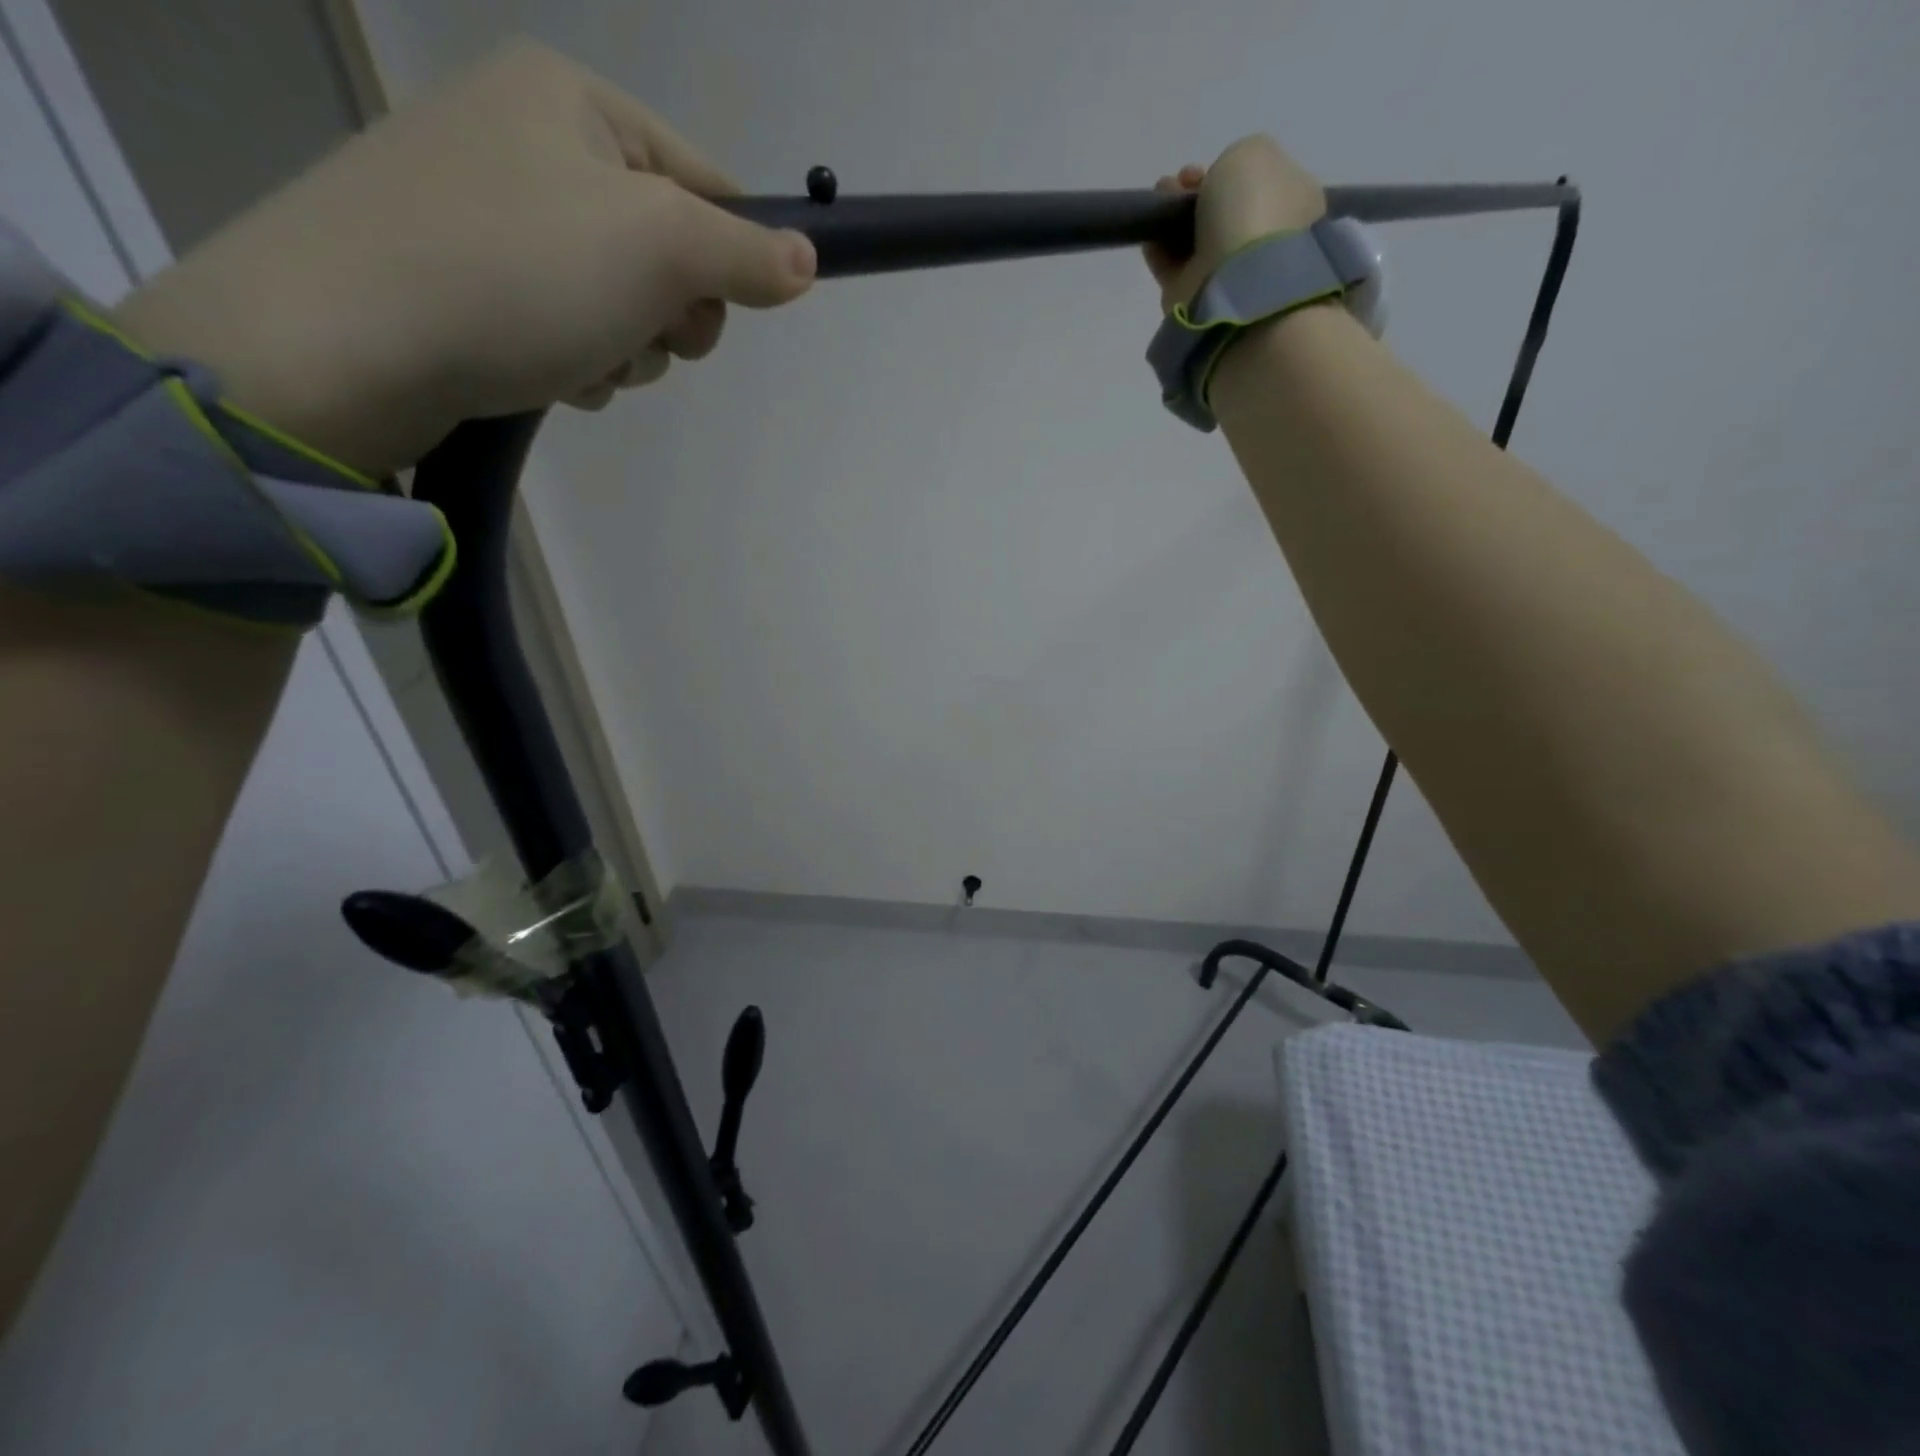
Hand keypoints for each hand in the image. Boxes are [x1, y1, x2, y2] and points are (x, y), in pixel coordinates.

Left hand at [111, 40, 816, 476]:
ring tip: (584, 362)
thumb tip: (809, 260)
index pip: (707, 181)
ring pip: (621, 301)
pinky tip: (554, 374)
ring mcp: (494, 213)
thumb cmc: (517, 272)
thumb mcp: (658, 249)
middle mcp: (531, 141)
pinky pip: (569, 325)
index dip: (732, 256)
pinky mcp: (469, 280)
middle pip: (666, 251)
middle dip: (668, 316)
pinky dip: (580, 360)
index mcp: (575, 102)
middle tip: (642, 336)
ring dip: (626, 349)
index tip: (722, 311)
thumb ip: (746, 254)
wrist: (345, 341)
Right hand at [1143, 136, 1325, 313]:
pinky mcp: (1197, 299)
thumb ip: (1233, 160)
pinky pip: (1173, 267)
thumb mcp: (1251, 152)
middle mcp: (1263, 239)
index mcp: (1291, 202)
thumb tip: (1214, 189)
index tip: (1203, 169)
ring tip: (1159, 201)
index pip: (1257, 183)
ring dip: (1173, 217)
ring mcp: (1230, 273)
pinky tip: (1150, 233)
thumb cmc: (1253, 209)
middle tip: (1179, 183)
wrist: (1237, 280)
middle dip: (1196, 194)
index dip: (1226, 170)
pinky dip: (1158, 248)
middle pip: (1222, 212)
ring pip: (1195, 238)